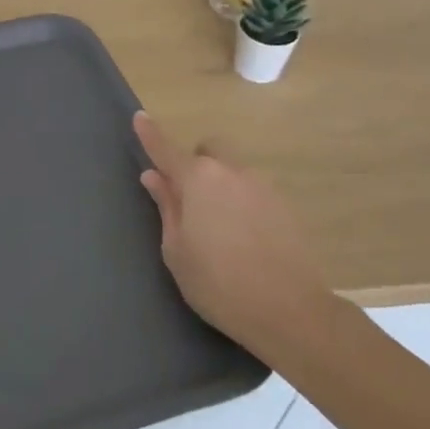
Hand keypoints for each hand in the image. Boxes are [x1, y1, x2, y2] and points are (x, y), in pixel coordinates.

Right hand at [134, 112, 333, 358]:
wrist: (290, 311)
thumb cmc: (218, 283)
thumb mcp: (177, 250)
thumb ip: (166, 207)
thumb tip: (154, 177)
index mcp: (198, 180)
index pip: (166, 149)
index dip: (150, 134)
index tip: (139, 117)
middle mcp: (232, 172)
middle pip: (208, 152)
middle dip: (195, 163)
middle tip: (187, 199)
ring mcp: (263, 187)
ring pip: (233, 172)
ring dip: (220, 185)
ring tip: (218, 229)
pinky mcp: (286, 206)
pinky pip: (254, 192)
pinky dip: (242, 203)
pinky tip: (244, 239)